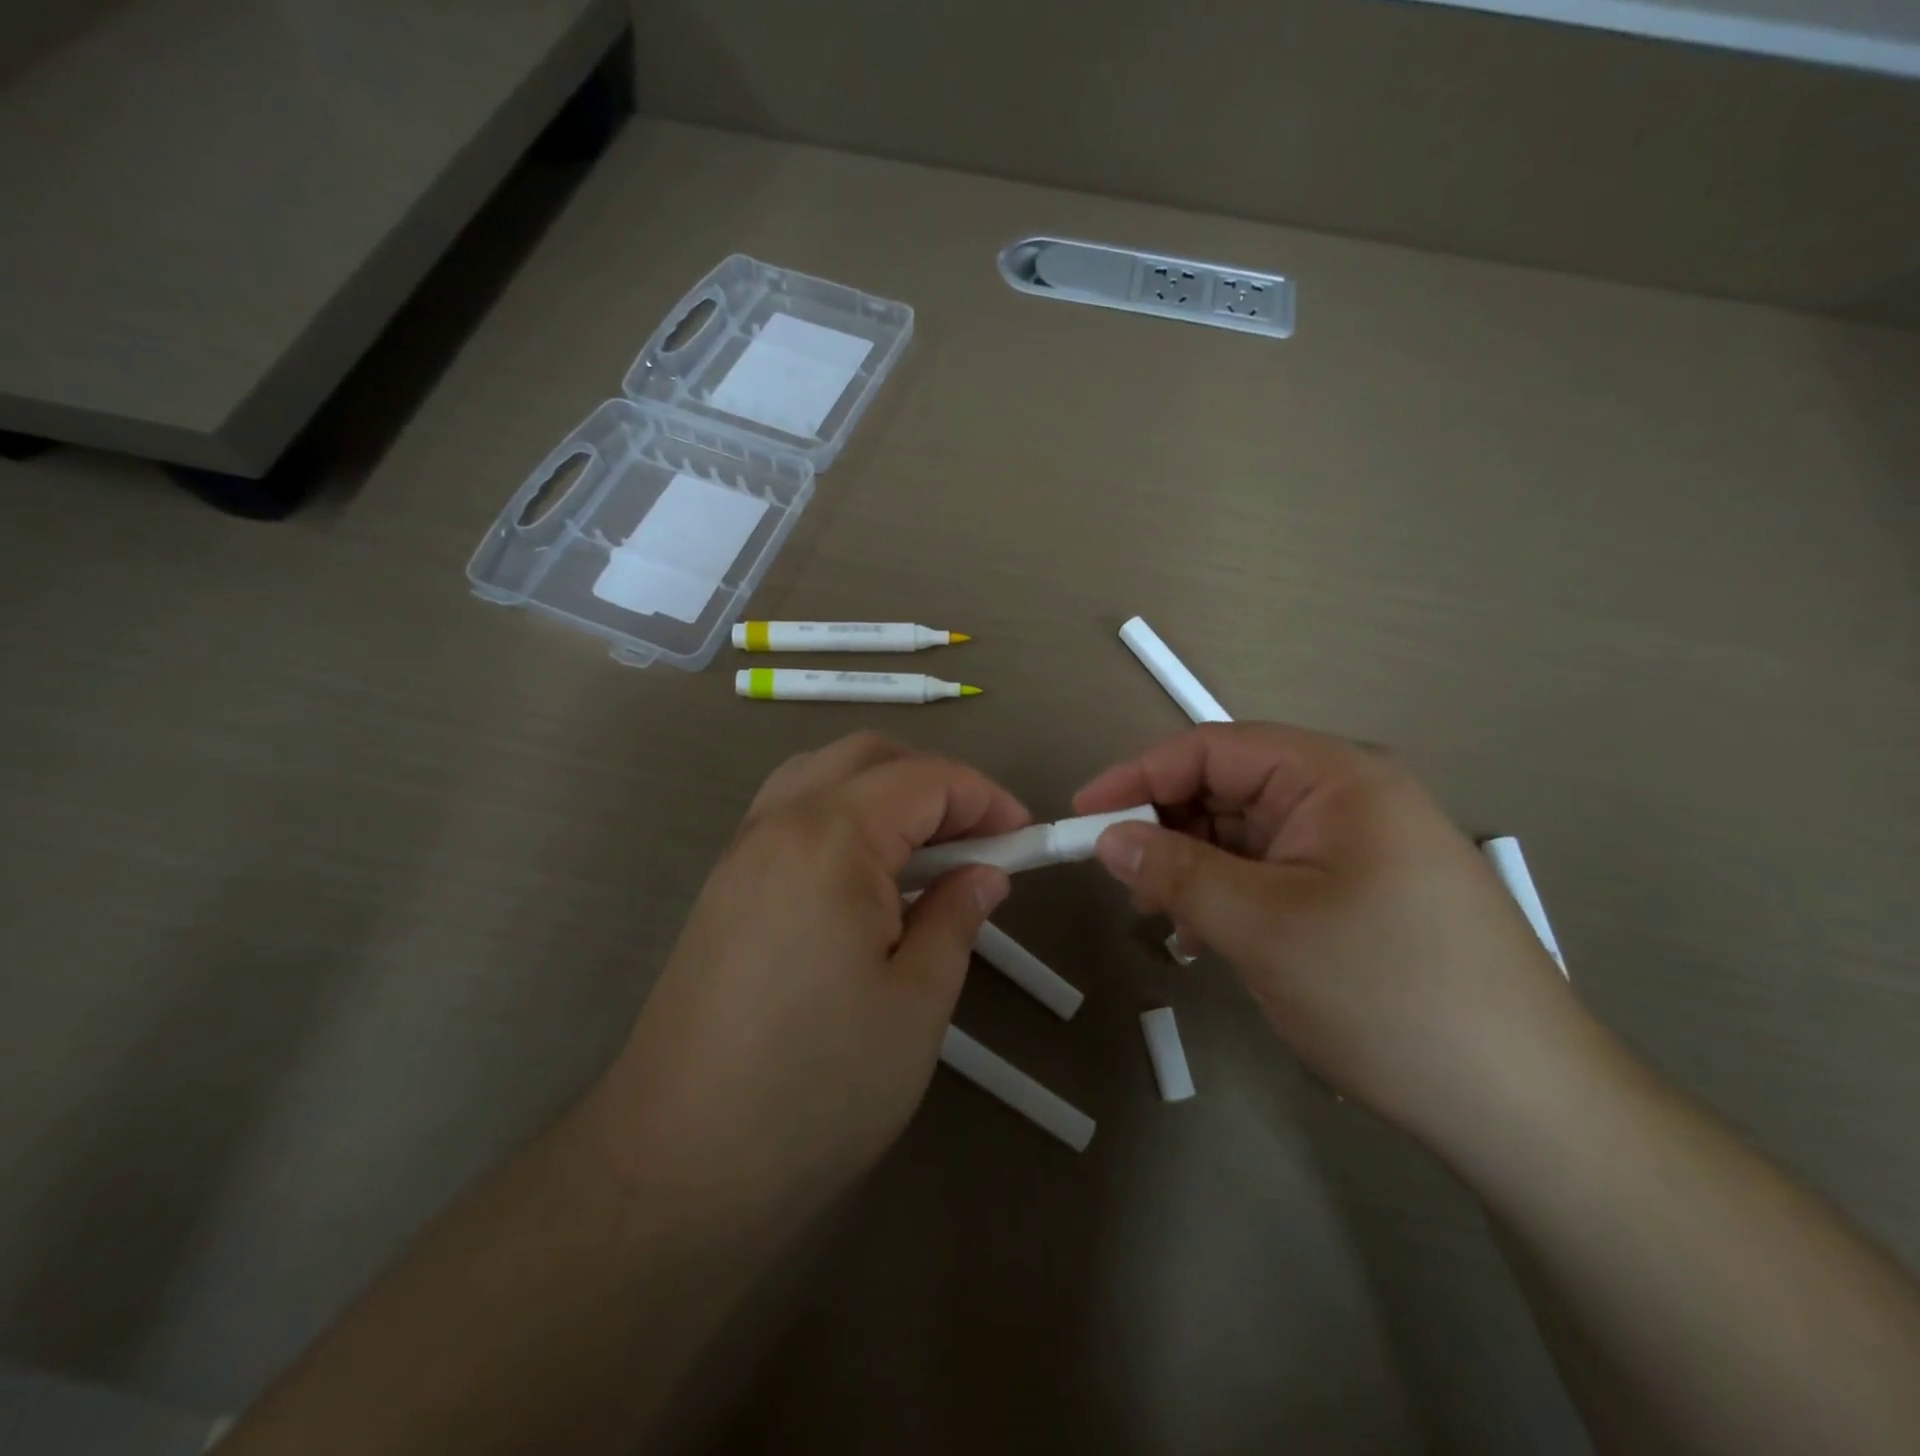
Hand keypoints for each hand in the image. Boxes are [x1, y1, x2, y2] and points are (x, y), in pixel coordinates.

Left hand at [588, 732, 1026, 1230]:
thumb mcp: (916, 1004)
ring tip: (924, 852)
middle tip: (977, 840)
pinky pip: (790, 813)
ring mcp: (740, 852)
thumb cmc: (816, 1087)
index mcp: (831, 839)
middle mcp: (778, 823)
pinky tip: (865, 877)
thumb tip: (984, 873)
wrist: (677, 1166)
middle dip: (935, 783)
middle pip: (868, 756)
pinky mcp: (722, 886)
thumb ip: (955, 917)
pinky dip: (841, 815)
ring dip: (883, 791)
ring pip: (822, 775)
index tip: (1024, 838)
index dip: (985, 798)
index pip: (924, 778)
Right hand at [1074, 723, 1588, 1139]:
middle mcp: (1347, 798)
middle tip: (1120, 878)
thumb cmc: (1388, 993)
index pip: (1212, 748)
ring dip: (1193, 867)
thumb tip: (1106, 838)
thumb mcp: (1263, 926)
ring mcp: (1355, 847)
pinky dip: (1227, 895)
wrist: (1526, 1108)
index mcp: (1335, 777)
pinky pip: (1270, 873)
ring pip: (1244, 835)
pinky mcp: (1357, 893)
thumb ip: (1175, 871)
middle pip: (1227, 789)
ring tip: (1161, 916)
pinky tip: (1206, 937)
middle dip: (1166, 827)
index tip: (1083, 815)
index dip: (1139, 776)